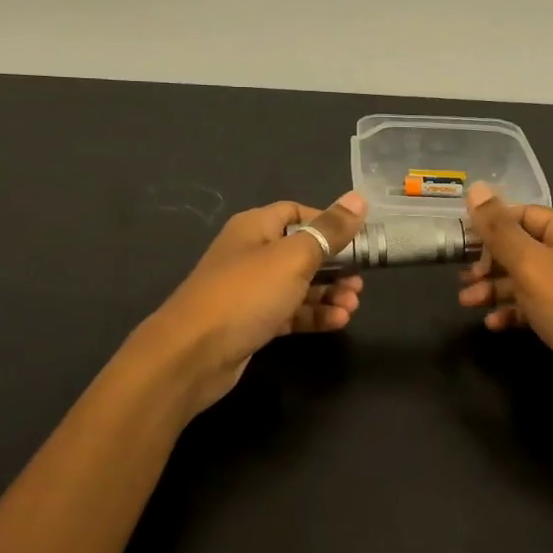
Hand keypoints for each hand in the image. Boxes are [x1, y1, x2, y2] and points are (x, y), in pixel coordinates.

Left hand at [132, 192, 368, 420]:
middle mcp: (251, 254)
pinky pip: (289, 313)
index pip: (297, 213)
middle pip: (301, 251)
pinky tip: (338, 322)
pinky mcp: (252, 322)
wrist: (192, 354)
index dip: (328, 223)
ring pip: (298, 285)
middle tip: (360, 281)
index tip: (358, 239)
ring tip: (353, 305)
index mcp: (255, 227)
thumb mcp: (294, 257)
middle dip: (335, 265)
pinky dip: (313, 315)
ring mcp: (250, 291)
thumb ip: (329, 230)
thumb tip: (359, 198)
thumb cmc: (246, 294)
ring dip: (328, 293)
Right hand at [459, 184, 552, 437]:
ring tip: (467, 302)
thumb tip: (475, 187)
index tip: (457, 241)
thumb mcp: (532, 266)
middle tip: (461, 277)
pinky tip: (493, 324)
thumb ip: (500, 229)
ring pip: (525, 279)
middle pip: (522, 247)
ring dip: (495, 288)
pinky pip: (535, 307)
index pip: (523, 214)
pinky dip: (513, 312)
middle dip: (489, 261)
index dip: (489, 225)